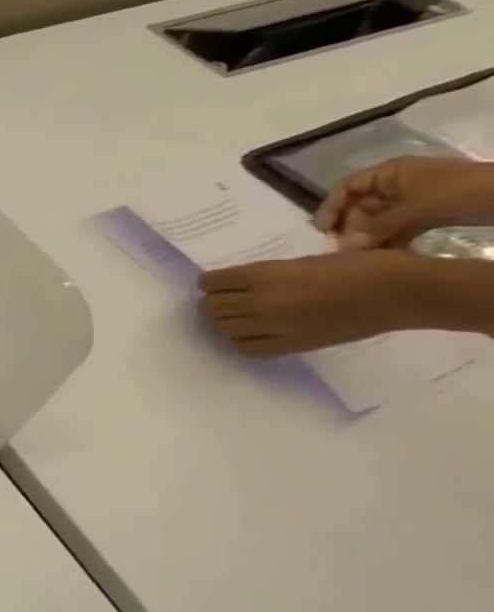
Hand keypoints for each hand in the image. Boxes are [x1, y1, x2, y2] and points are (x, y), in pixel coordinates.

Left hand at [197, 250, 426, 355]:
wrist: (401, 293)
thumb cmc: (355, 268)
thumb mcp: (298, 262)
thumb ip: (263, 275)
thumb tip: (235, 285)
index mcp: (263, 275)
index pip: (210, 282)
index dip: (210, 283)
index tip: (216, 284)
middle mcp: (260, 302)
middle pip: (210, 307)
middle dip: (213, 303)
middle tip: (226, 301)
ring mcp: (274, 326)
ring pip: (221, 328)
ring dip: (224, 322)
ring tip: (238, 317)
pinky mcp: (292, 345)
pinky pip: (246, 348)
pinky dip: (241, 341)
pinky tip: (252, 334)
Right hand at [315, 156, 493, 248]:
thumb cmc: (464, 192)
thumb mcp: (417, 208)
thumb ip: (377, 227)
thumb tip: (342, 248)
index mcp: (390, 172)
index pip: (347, 188)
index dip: (331, 207)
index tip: (324, 231)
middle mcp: (397, 183)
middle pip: (361, 205)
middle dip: (353, 227)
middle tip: (350, 249)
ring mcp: (415, 199)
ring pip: (380, 219)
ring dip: (371, 236)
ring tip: (368, 255)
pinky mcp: (430, 214)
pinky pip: (400, 227)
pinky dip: (393, 239)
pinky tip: (390, 254)